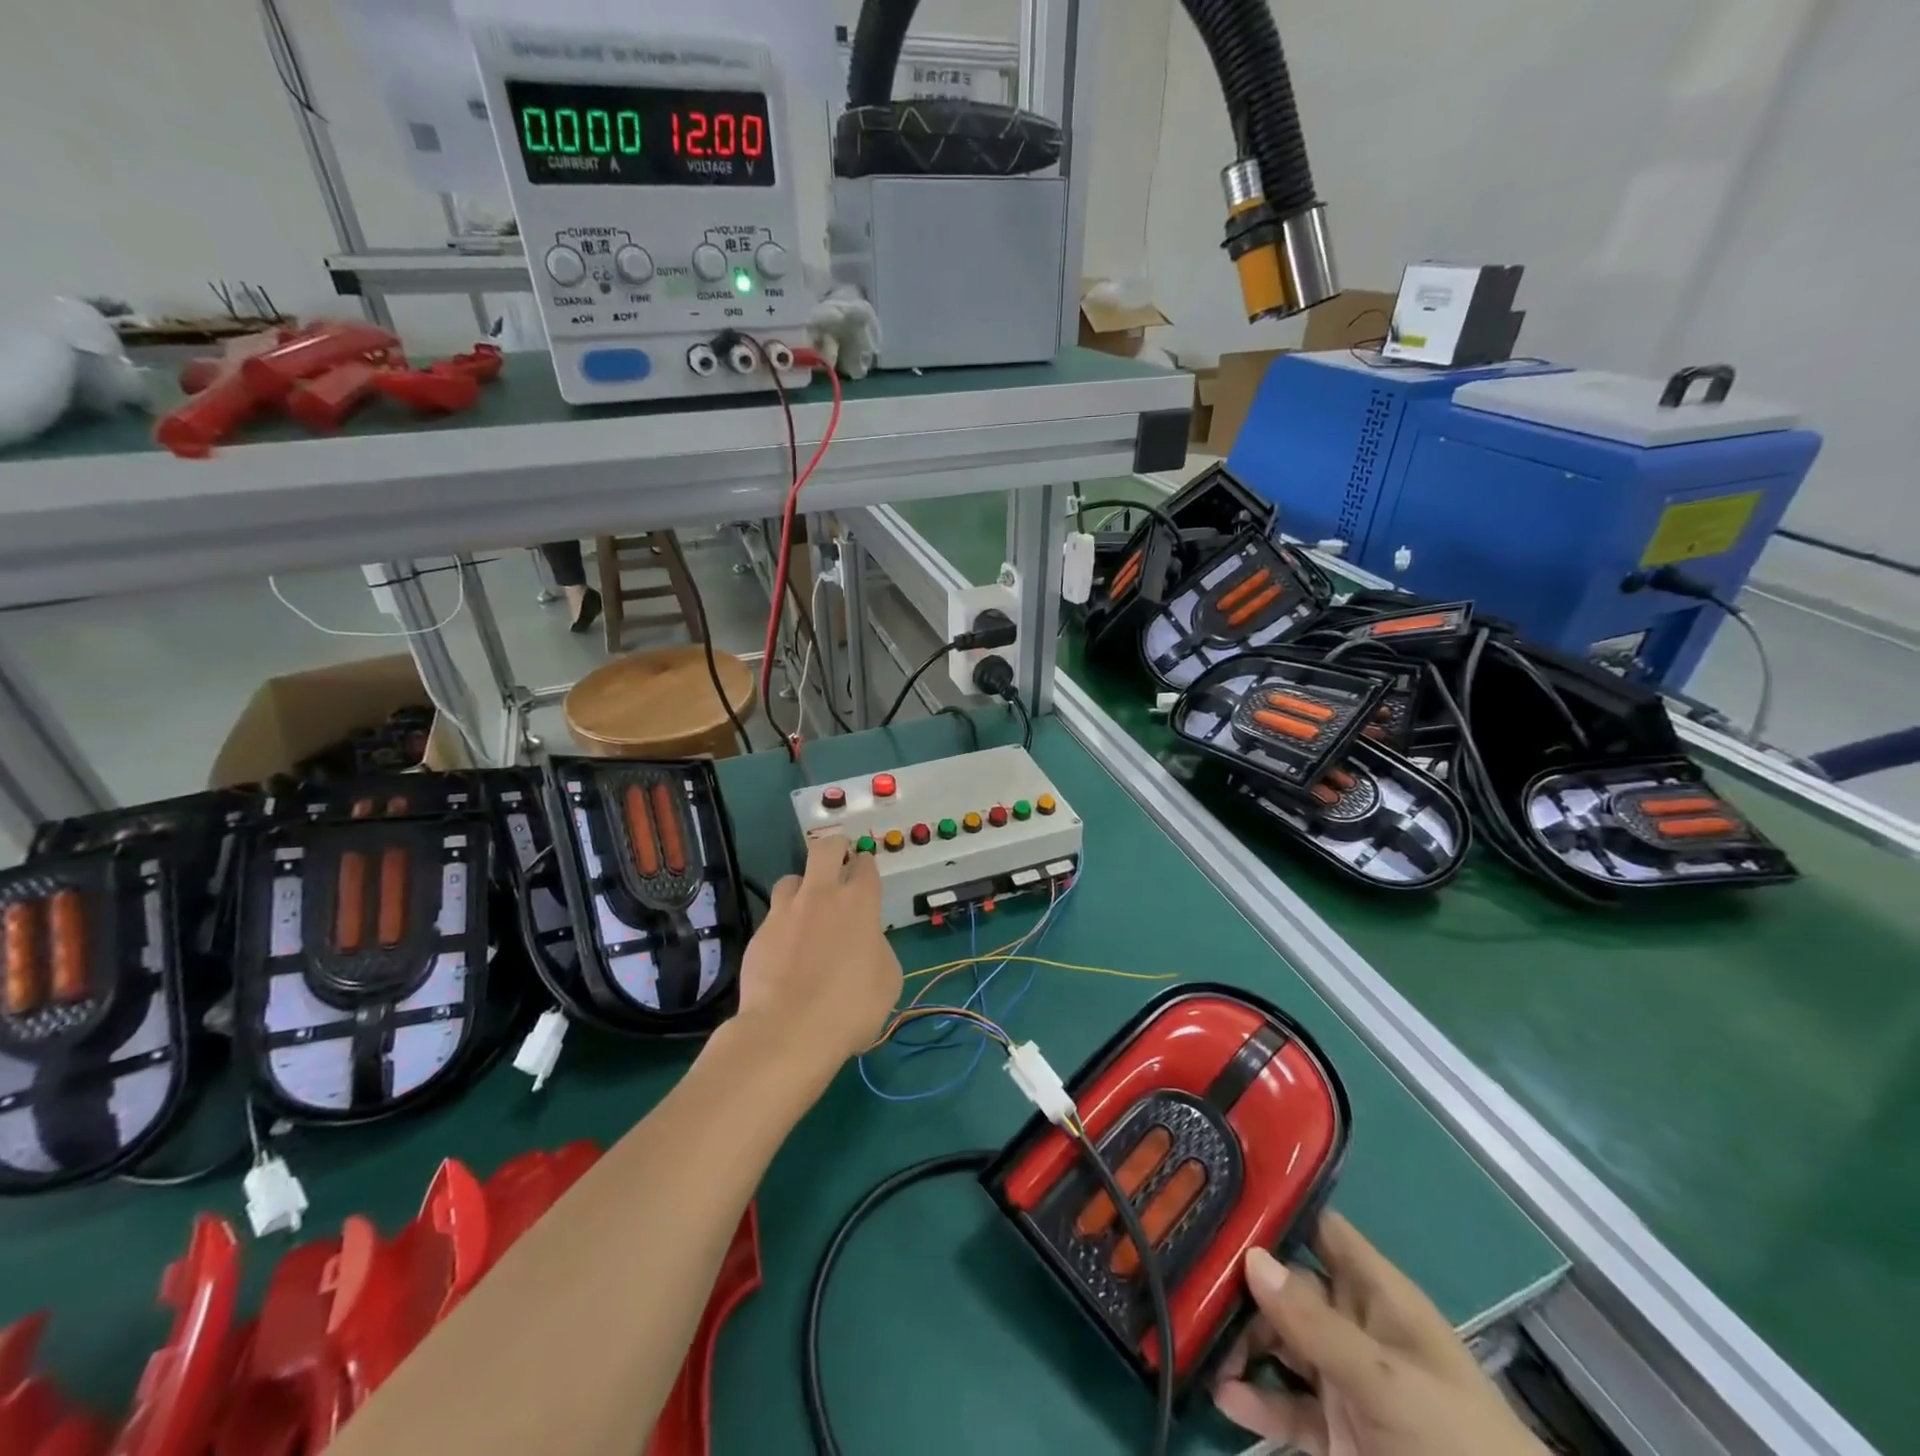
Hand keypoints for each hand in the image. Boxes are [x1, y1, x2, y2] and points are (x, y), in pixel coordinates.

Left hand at [735, 835, 902, 1079]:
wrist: (788, 1031)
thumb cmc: (851, 1006)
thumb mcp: (887, 978)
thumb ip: (876, 946)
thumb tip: (864, 942)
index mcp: (859, 902)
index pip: (865, 864)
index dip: (866, 866)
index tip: (866, 877)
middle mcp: (820, 896)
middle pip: (824, 849)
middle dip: (834, 848)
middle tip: (838, 862)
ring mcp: (784, 912)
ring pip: (791, 879)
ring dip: (802, 888)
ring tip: (806, 911)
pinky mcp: (759, 934)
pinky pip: (773, 917)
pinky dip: (783, 926)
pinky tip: (786, 952)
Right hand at [1212, 1213, 1543, 1455]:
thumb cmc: (1456, 1446)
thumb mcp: (1388, 1383)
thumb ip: (1317, 1324)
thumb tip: (1250, 1256)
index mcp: (1379, 1297)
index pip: (1322, 1230)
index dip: (1279, 1207)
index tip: (1222, 1188)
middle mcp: (1356, 1328)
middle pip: (1288, 1285)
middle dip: (1243, 1281)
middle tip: (1190, 1273)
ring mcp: (1345, 1382)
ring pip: (1280, 1342)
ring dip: (1241, 1341)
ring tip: (1197, 1338)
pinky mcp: (1336, 1435)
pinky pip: (1286, 1405)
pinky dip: (1255, 1399)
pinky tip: (1223, 1394)